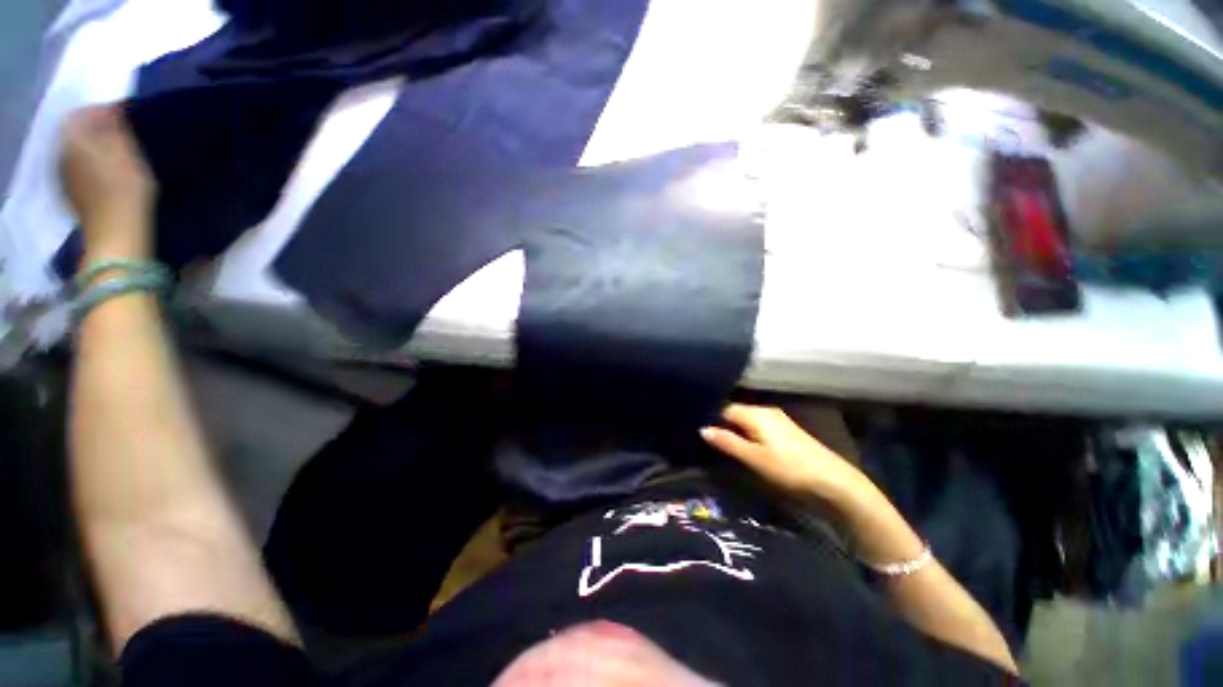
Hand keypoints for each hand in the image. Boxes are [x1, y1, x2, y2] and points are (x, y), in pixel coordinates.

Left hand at [60, 105, 154, 257]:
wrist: (115, 233)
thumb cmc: (126, 190)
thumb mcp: (128, 153)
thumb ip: (114, 128)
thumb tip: (109, 109)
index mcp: (72, 139)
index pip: (79, 113)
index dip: (97, 110)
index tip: (117, 114)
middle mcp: (59, 153)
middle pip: (73, 133)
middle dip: (91, 131)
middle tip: (113, 134)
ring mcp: (61, 177)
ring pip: (72, 152)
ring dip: (88, 149)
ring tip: (109, 155)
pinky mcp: (68, 194)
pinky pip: (74, 170)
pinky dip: (86, 167)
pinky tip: (101, 174)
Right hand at [701, 404, 870, 500]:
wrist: (833, 481)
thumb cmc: (788, 468)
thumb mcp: (753, 458)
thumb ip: (727, 442)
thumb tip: (702, 429)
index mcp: (755, 413)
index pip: (724, 408)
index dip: (710, 418)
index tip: (696, 429)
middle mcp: (765, 411)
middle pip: (736, 413)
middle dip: (721, 423)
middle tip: (706, 439)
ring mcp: (777, 420)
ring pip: (747, 420)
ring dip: (734, 430)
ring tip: (721, 443)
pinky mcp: (786, 431)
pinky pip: (758, 426)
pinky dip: (747, 433)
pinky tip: (744, 445)